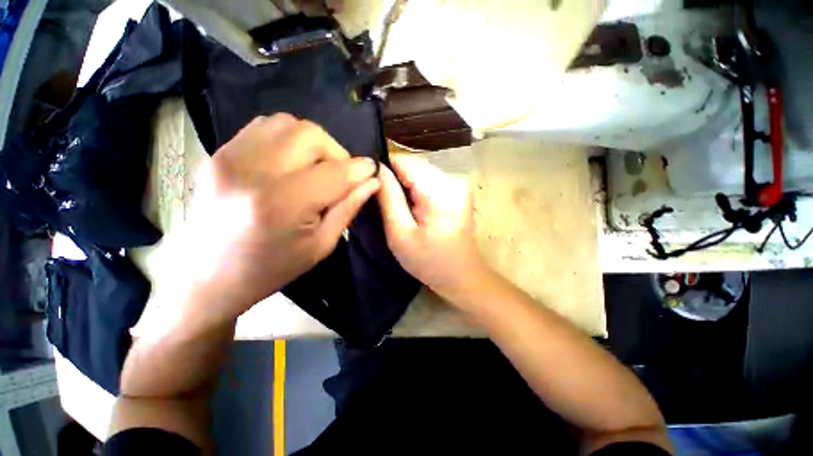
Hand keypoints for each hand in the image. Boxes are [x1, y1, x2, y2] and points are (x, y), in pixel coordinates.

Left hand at [167, 114, 379, 323]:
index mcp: (282, 205)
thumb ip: (348, 208)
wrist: (207, 276)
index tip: (371, 171)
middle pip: (311, 135)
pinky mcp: (218, 153)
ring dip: (312, 142)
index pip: (335, 172)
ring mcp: (229, 157)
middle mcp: (253, 172)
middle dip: (336, 152)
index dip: (361, 168)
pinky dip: (287, 139)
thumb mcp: (320, 245)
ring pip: (287, 123)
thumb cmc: (270, 269)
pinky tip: (290, 162)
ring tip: (315, 167)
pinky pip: (263, 127)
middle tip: (340, 174)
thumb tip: (372, 182)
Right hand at [377, 154, 486, 301]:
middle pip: (412, 166)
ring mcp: (458, 183)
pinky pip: (428, 181)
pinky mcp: (457, 190)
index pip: (403, 161)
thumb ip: (388, 199)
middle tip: (381, 202)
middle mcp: (453, 178)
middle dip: (394, 179)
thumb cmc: (430, 261)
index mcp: (440, 189)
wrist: (461, 275)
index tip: (369, 184)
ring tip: (397, 207)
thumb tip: (375, 169)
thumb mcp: (400, 234)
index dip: (383, 169)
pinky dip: (416, 190)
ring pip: (419, 172)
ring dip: (404, 185)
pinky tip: (412, 208)